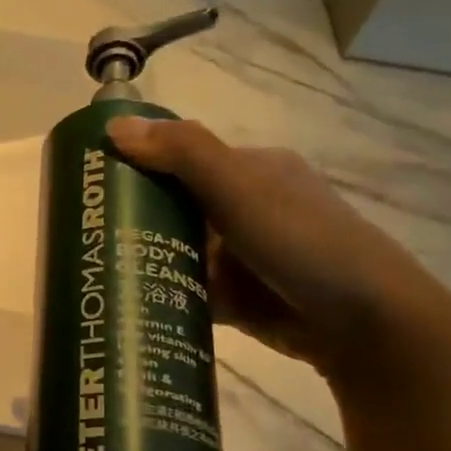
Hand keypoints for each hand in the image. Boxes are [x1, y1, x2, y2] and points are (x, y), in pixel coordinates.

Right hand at [107, 116, 450, 377]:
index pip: (180, 159)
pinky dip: (162, 295)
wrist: (366, 325)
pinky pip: (187, 290)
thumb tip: (115, 125)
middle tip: (84, 236)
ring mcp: (242, 257)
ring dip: (143, 260)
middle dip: (132, 220)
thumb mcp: (241, 189)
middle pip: (173, 208)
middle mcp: (244, 209)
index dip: (136, 167)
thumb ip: (183, 154)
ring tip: (93, 272)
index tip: (90, 186)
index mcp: (250, 171)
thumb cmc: (303, 243)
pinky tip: (127, 302)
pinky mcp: (238, 298)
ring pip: (177, 252)